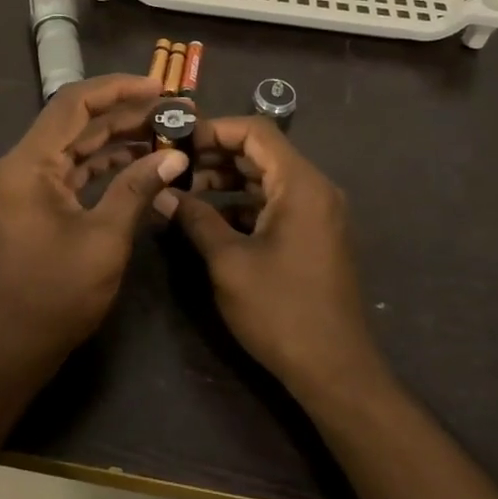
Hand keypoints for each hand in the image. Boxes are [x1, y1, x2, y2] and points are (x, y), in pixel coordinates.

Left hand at [0, 74, 188, 381]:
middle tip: (175, 112)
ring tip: (167, 133)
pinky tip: (142, 162)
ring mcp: (27, 184)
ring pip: (77, 145)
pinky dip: (105, 163)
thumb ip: (137, 189)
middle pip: (76, 121)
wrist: (13, 347)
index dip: (118, 89)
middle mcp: (22, 164)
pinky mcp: (36, 203)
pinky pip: (73, 169)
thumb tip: (174, 157)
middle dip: (126, 113)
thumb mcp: (104, 239)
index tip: (160, 87)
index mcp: (28, 164)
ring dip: (118, 137)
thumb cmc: (56, 295)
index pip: (73, 104)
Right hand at [172, 118, 383, 399]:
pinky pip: (276, 203)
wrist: (334, 369)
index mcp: (301, 184)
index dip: (214, 129)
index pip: (256, 131)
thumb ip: (195, 219)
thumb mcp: (228, 261)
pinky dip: (243, 204)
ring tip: (184, 190)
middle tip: (173, 164)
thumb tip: (162, 193)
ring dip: (227, 179)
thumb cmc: (280, 309)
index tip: (176, 140)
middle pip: (262, 152)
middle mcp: (315, 189)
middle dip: (215, 154)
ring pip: (267, 179)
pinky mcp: (314, 236)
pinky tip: (210, 219)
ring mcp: (318, 214)